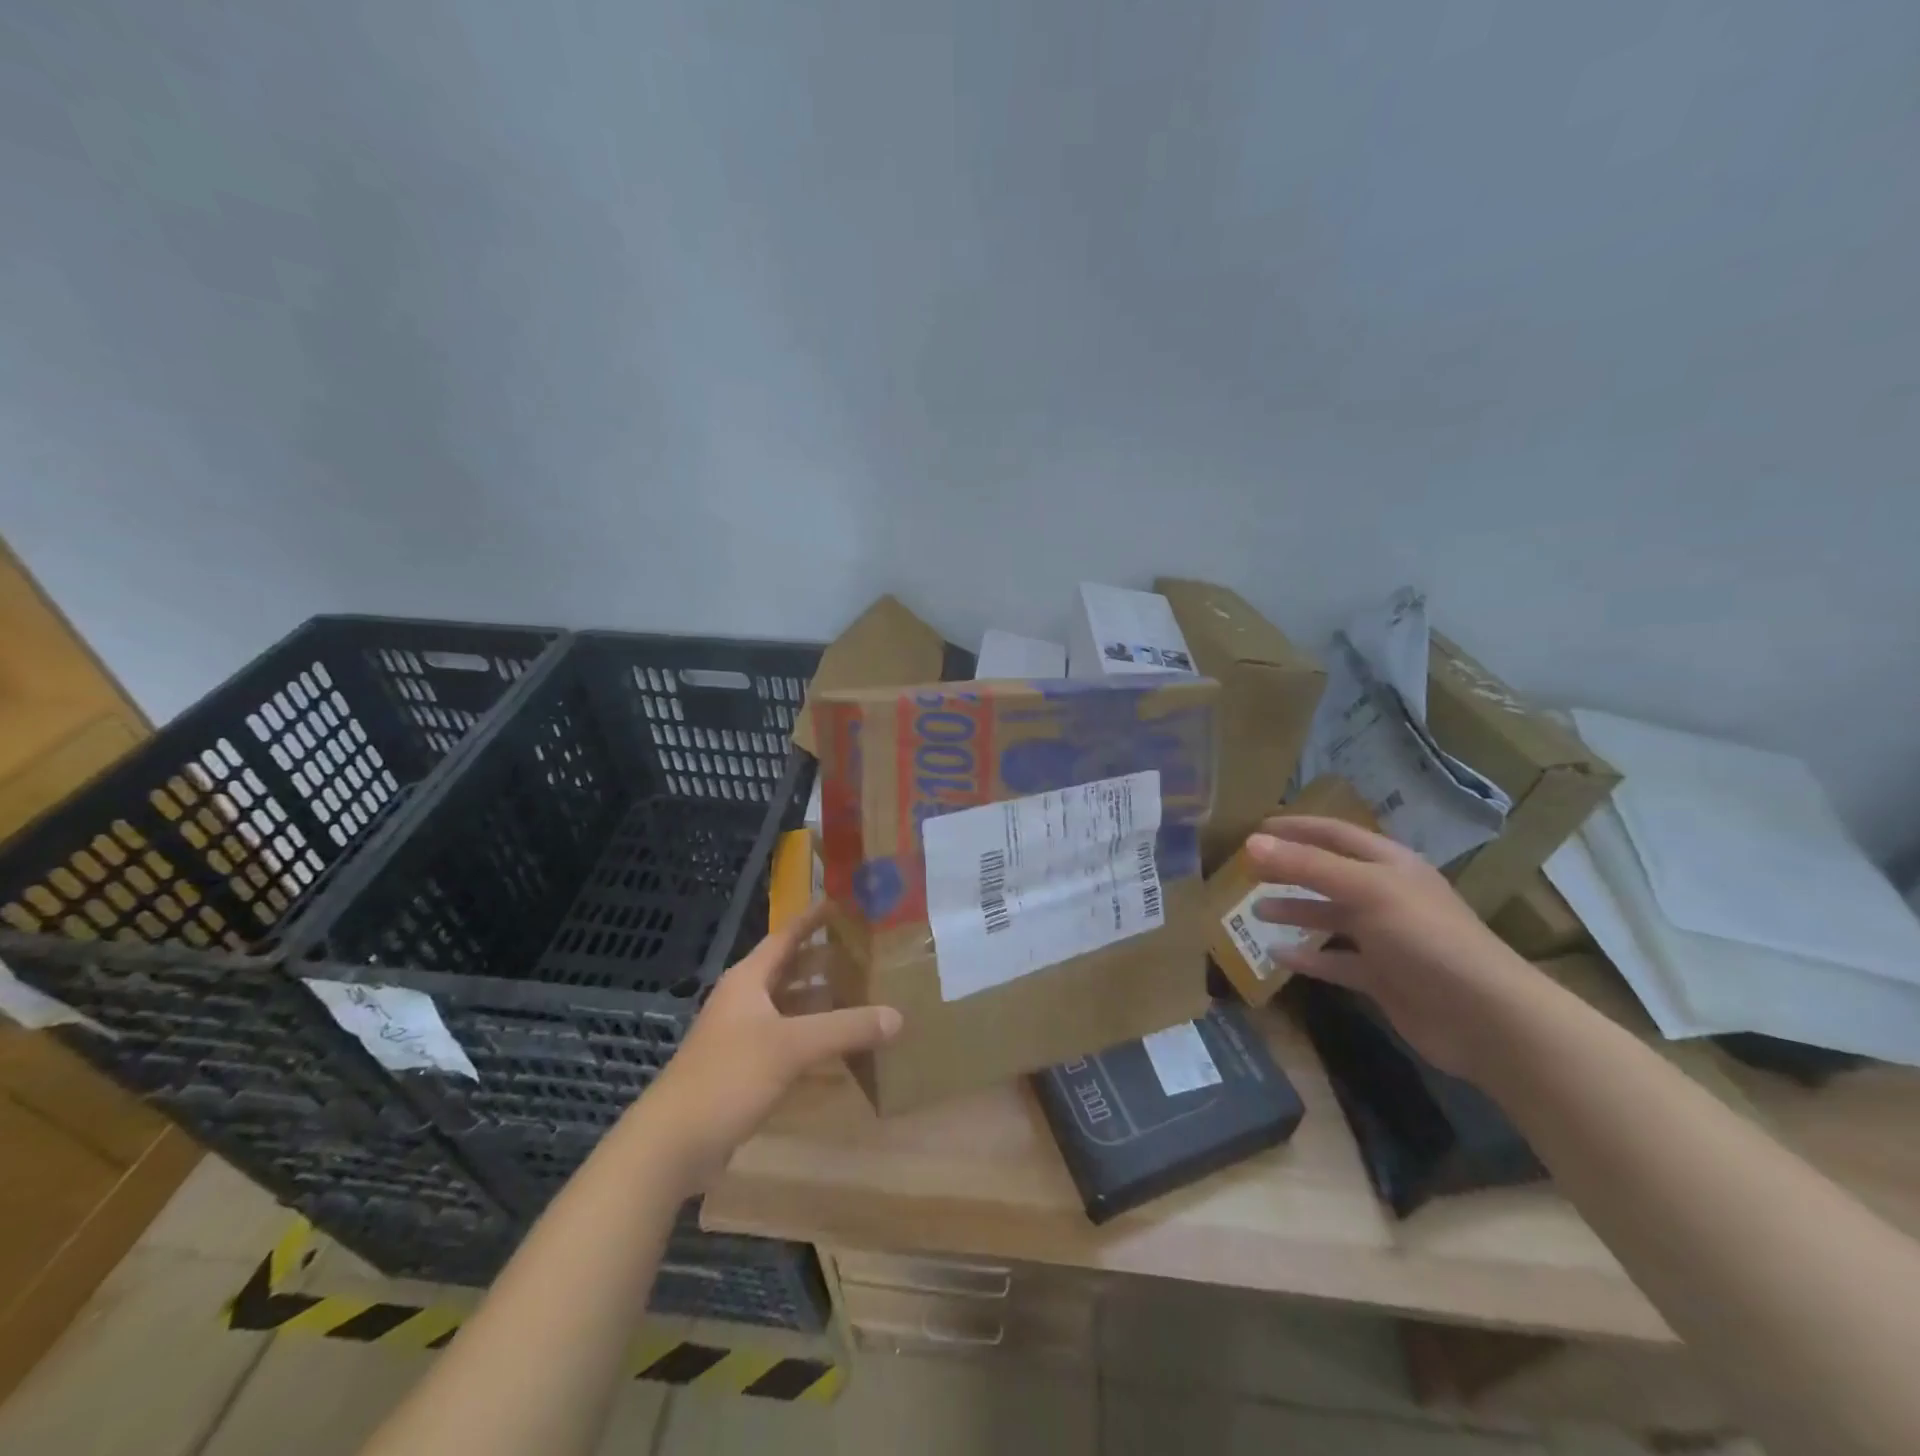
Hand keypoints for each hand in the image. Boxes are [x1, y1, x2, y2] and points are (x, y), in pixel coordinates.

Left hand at [634, 904, 901, 1187]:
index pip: (786, 936)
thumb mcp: (792, 1047)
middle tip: (866, 953)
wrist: (673, 1143)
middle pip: (790, 970)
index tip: (843, 903)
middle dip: (825, 961)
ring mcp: (742, 1036)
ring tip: (863, 995)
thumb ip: (845, 1028)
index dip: (813, 919)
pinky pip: (786, 1041)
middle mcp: (745, 1001)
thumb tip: (897, 1016)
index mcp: (748, 980)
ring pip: (790, 1007)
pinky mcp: (745, 1069)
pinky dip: (812, 1038)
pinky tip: (841, 1048)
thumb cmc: (729, 1077)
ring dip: (821, 1001)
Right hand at [1243, 817, 1538, 1077]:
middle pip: (1329, 875)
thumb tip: (1251, 842)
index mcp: (1390, 865)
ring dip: (1294, 912)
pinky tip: (1276, 955)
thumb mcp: (1364, 890)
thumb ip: (1306, 866)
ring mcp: (1386, 939)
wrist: (1485, 1018)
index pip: (1335, 835)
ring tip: (1254, 911)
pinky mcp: (1382, 977)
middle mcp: (1387, 896)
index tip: (1256, 827)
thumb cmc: (1425, 938)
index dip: (1297, 828)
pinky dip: (1308, 958)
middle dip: (1290, 870)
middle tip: (1247, 871)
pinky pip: (1336, 961)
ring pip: (1330, 918)